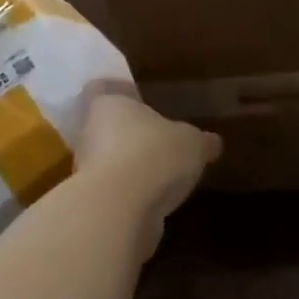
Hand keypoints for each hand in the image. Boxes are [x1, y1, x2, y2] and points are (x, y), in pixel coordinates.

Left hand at [77, 92, 220, 228]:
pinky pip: (113, 192)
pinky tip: (154, 201)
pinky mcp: (93, 203)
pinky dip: (130, 195)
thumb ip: (200, 141)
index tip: (137, 99)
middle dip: (127, 134)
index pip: (101, 88)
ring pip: (106, 161)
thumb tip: (213, 142)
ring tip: (160, 174)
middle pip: (104, 127)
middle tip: (156, 139)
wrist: (121, 210)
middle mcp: (89, 133)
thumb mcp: (192, 143)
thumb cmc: (154, 155)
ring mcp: (86, 170)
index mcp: (107, 105)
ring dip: (128, 167)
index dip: (118, 93)